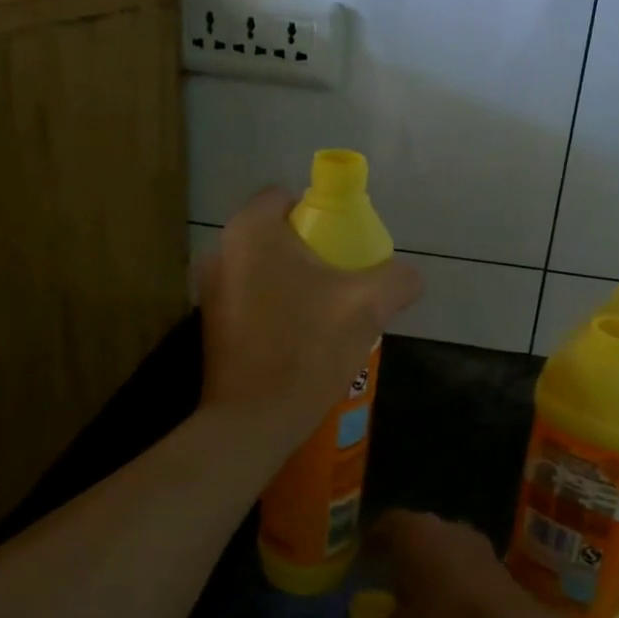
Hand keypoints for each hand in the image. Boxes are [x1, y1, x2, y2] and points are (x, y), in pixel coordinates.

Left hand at [196, 188, 420, 450]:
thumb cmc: (307, 349)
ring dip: (296, 282)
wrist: (254, 420)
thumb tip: (408, 277)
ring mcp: (211, 289)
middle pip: (278, 235)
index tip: (348, 248)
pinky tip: (300, 338)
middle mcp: (222, 250)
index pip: (289, 197)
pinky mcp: (210, 324)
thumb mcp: (368, 306)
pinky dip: (276, 307)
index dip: (324, 216)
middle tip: (345, 282)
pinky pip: (252, 298)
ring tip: (327, 314)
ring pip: (265, 269)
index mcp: (252, 230)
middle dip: (313, 252)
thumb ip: (396, 279)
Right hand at [365, 510, 577, 617]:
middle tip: (388, 578)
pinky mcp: (501, 568)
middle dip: (404, 554)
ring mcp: (478, 545)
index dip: (372, 540)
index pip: (386, 523)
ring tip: (420, 598)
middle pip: (417, 533)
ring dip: (433, 569)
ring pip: (445, 550)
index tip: (362, 558)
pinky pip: (467, 569)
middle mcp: (446, 528)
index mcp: (414, 532)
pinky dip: (456, 584)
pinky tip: (451, 611)